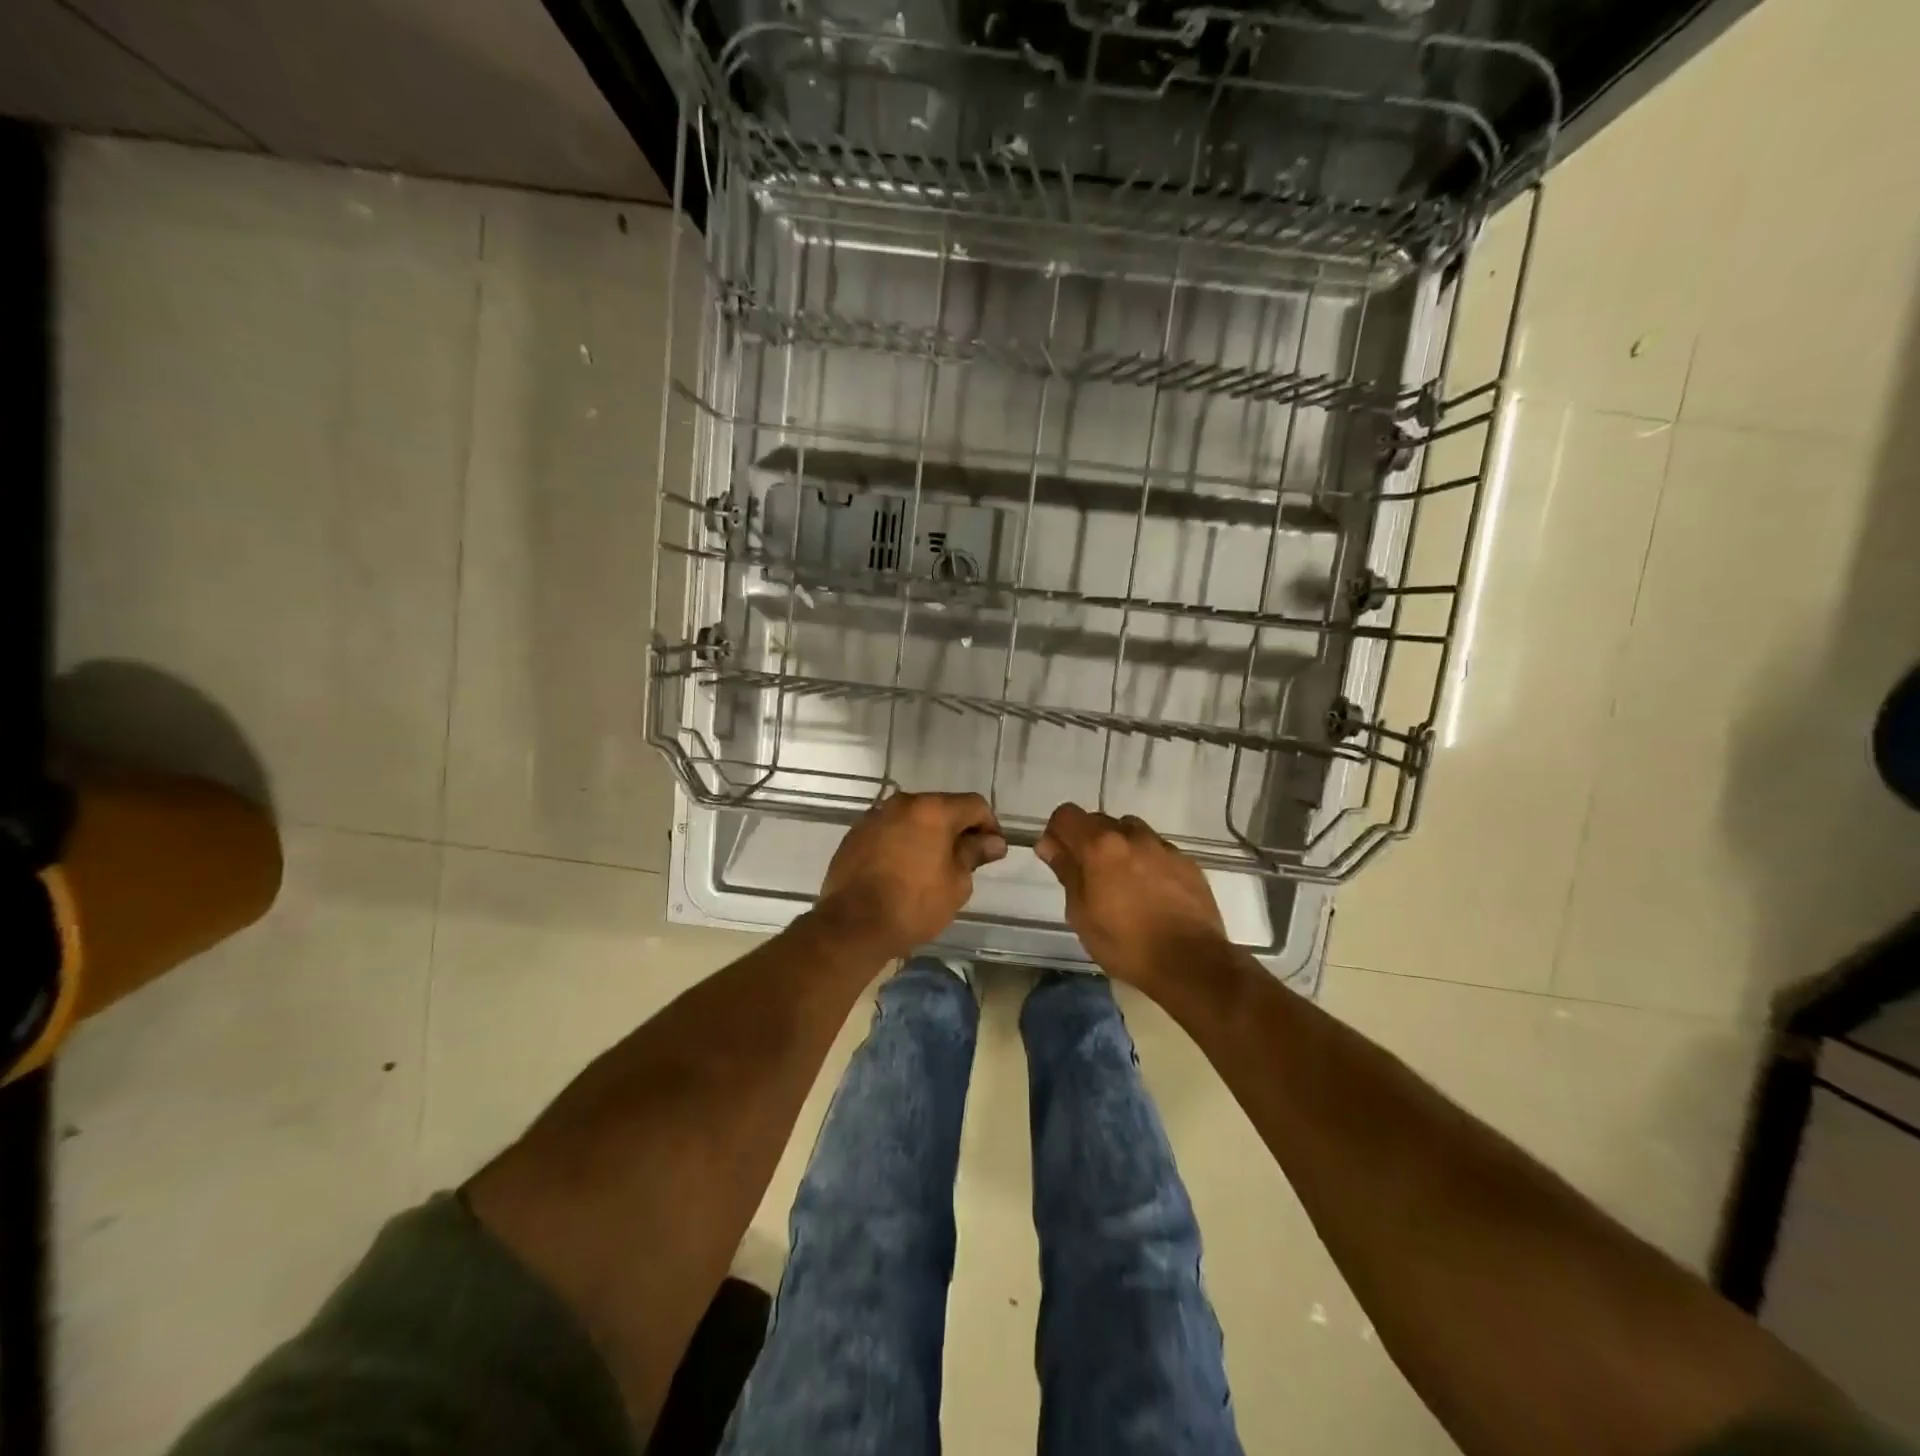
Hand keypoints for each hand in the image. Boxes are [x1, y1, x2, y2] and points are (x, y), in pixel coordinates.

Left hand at [817, 791, 1007, 958]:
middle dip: (957, 828)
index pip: (974, 805)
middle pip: (941, 807)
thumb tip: (993, 842)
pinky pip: (889, 831)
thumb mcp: (956, 883)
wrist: (854, 924)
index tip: (992, 851)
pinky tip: (903, 870)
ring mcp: (874, 817)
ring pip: (912, 818)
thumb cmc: (914, 904)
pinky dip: (902, 843)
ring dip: (927, 835)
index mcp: (933, 809)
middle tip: (965, 859)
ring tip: (932, 866)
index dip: (989, 826)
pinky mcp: (855, 834)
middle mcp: (902, 803)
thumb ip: (974, 853)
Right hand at [1035, 803, 1228, 989]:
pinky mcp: (1188, 863)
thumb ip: (1066, 871)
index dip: (1057, 832)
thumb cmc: (1125, 944)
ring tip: (1122, 882)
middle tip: (1088, 876)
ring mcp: (1164, 848)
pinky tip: (1151, 893)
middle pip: (1100, 821)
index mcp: (1100, 846)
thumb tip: (1048, 844)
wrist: (1191, 963)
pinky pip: (1158, 850)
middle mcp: (1132, 836)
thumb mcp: (1081, 914)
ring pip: (1131, 832)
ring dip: (1119, 847)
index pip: (1067, 815)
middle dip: (1087, 841)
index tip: (1057, 856)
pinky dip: (1147, 862)